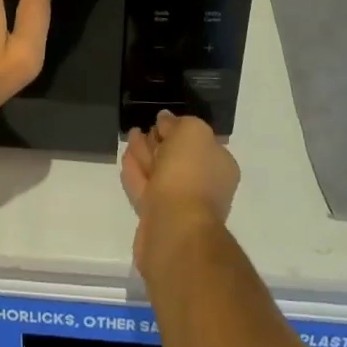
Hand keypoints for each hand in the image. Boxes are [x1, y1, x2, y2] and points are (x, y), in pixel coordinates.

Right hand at [120, 111, 239, 276]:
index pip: (199, 140)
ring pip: (160, 172)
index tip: (160, 121)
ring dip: (145, 153)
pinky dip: (136, 172)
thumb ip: (178, 123)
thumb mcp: (192, 131)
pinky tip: (126, 158)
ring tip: (131, 135)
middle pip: (177, 156)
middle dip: (159, 141)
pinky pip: (145, 187)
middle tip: (142, 128)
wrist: (175, 225)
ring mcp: (180, 203)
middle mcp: (204, 184)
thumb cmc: (189, 173)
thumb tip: (165, 121)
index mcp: (219, 165)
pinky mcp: (158, 216)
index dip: (178, 128)